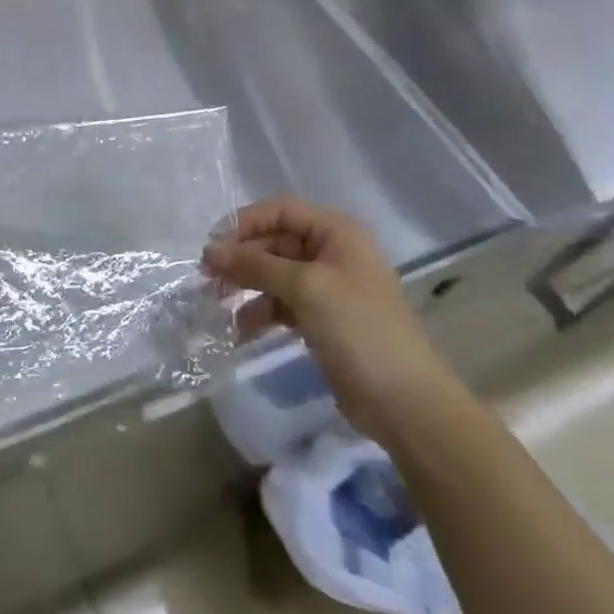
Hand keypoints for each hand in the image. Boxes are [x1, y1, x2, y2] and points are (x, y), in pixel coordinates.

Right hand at [203, 196, 459, 442]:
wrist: (405, 402)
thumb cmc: (358, 329)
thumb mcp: (305, 288)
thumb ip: (256, 265)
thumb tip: (210, 250)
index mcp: (336, 233)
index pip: (280, 211)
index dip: (244, 223)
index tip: (212, 246)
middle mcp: (332, 253)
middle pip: (275, 241)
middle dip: (242, 257)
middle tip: (208, 278)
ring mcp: (328, 288)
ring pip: (275, 274)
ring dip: (247, 284)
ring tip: (219, 303)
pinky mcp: (323, 320)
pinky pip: (283, 303)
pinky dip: (261, 311)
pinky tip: (241, 329)